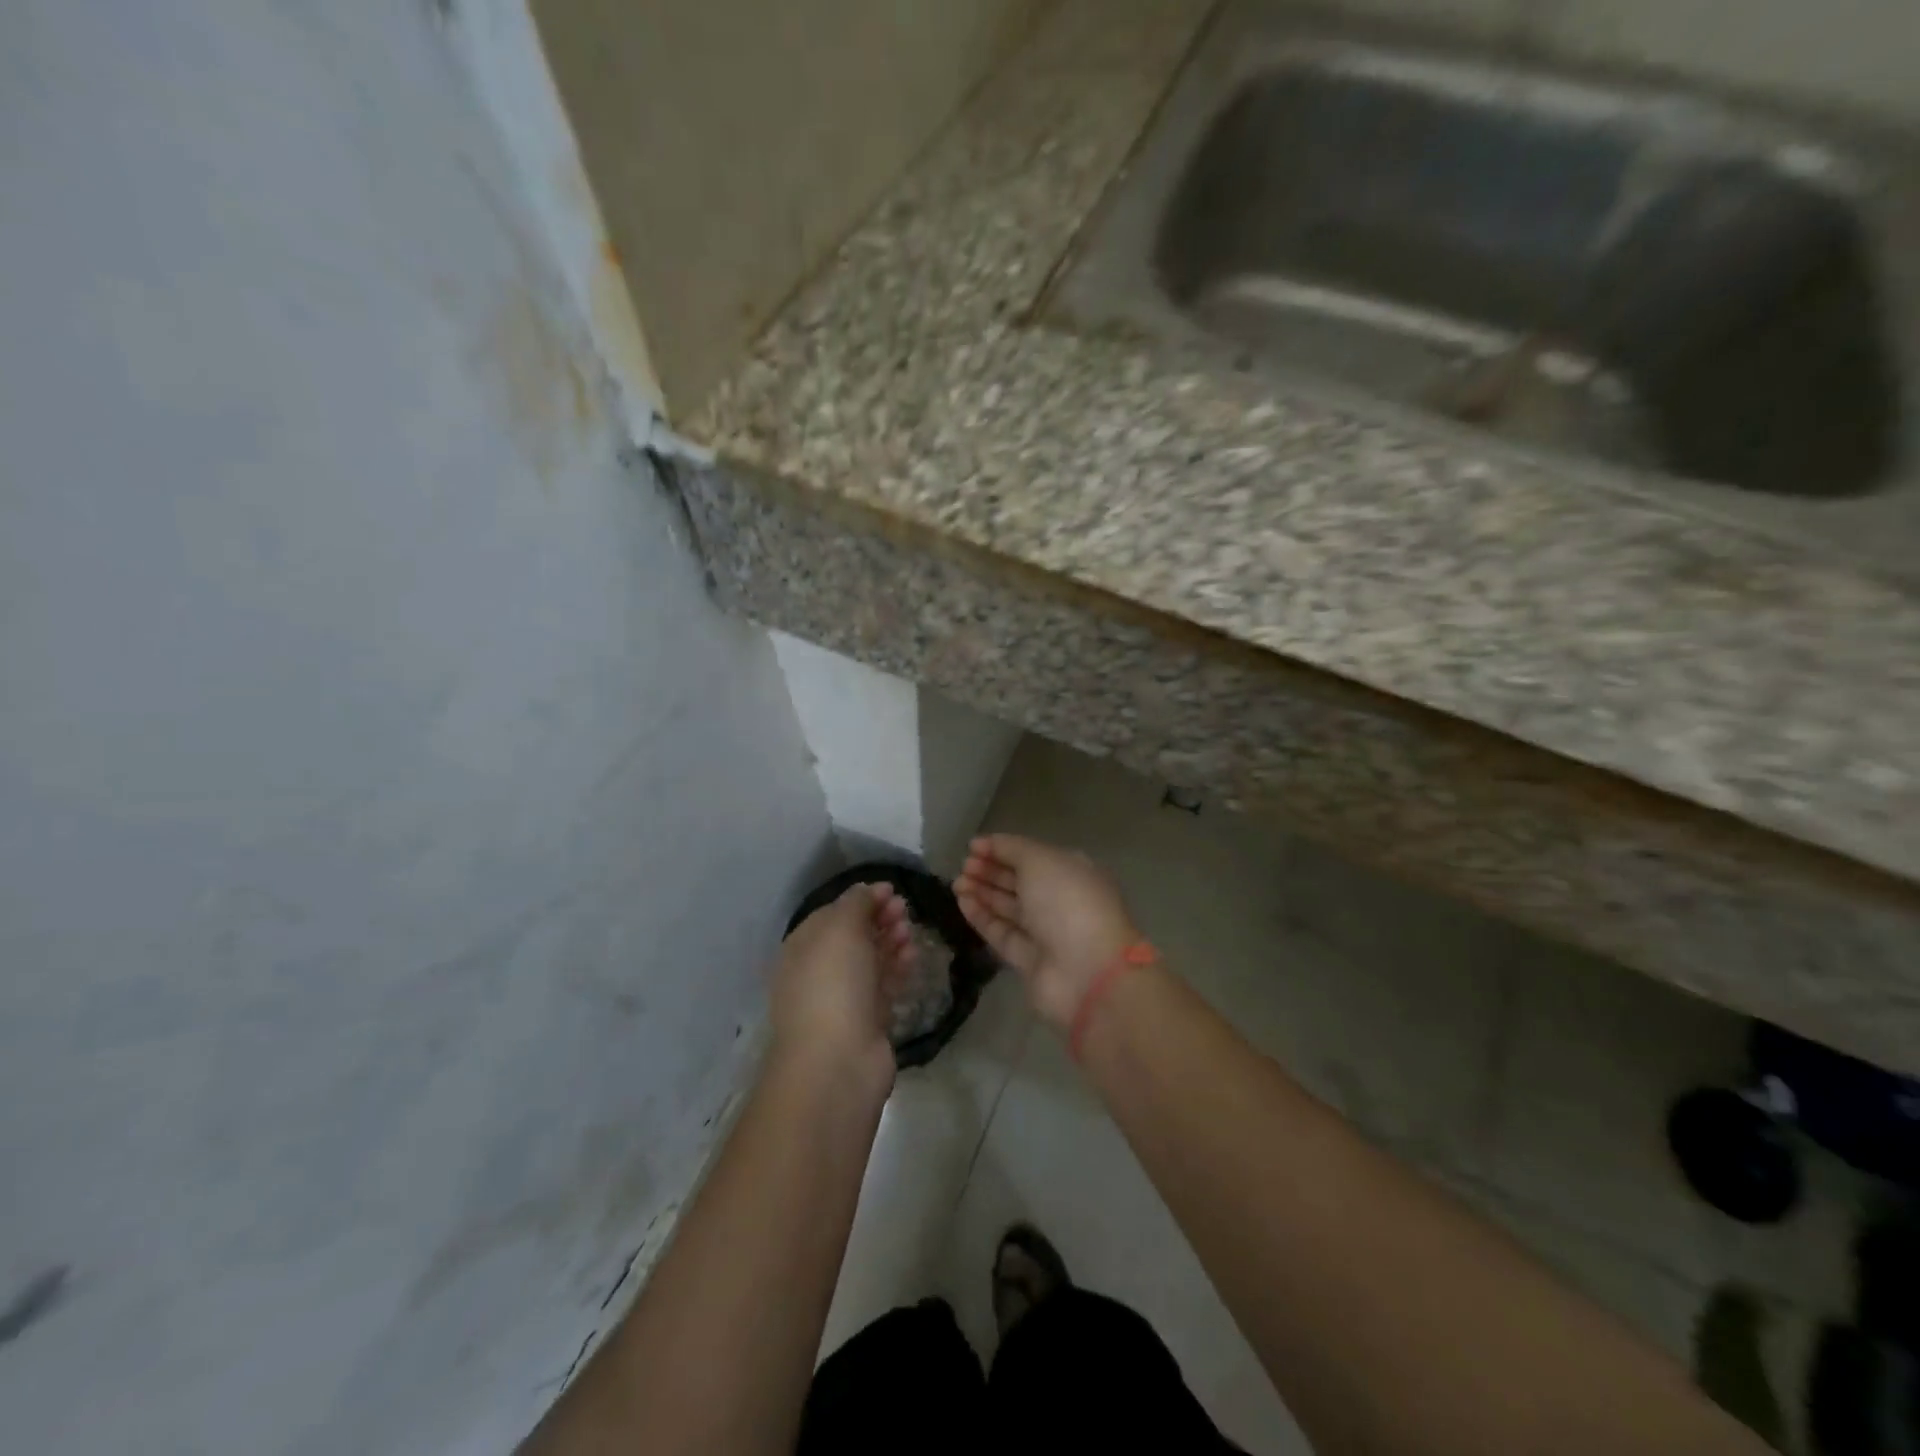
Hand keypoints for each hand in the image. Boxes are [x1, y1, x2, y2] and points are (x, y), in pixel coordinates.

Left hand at [771, 884, 915, 1085]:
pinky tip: (913, 953)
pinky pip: (883, 984)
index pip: (832, 914)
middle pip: (852, 936)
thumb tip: (867, 891)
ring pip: (869, 960)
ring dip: (890, 940)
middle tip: (905, 908)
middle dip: (878, 918)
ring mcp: (842, 998)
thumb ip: (855, 903)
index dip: (861, 899)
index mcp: (802, 948)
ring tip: (911, 928)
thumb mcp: (841, 928)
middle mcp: (818, 971)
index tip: (891, 889)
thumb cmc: (833, 984)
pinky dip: (897, 966)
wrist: (837, 1061)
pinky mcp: (866, 1019)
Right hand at [956, 834, 1140, 1031]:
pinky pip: (1002, 933)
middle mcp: (1060, 900)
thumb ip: (1012, 848)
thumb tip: (987, 844)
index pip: (1032, 856)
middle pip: (1019, 881)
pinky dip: (982, 917)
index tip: (972, 847)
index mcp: (1072, 872)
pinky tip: (962, 903)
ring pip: (1008, 907)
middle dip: (990, 871)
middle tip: (963, 866)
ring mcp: (1046, 933)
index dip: (1002, 849)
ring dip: (982, 892)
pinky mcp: (1029, 961)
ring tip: (956, 883)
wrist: (1086, 971)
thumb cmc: (1067, 902)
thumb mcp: (1041, 861)